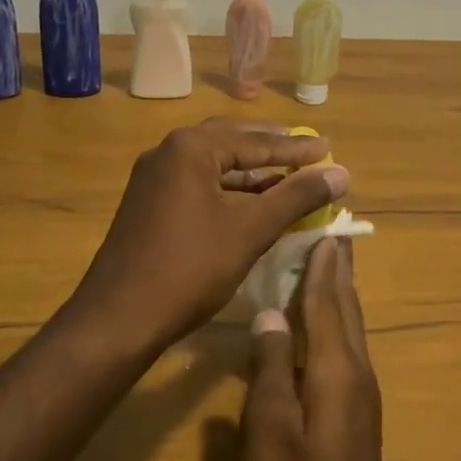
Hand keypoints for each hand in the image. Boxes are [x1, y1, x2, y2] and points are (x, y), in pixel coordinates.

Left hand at [70, 119, 349, 345]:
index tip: (329, 148)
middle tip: (307, 152)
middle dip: (271, 150)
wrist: (119, 319)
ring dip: (251, 172)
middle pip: (231, 142)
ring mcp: (154, 179)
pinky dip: (229, 190)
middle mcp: (168, 153)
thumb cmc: (189, 268)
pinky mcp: (148, 204)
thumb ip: (296, 197)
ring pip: (214, 165)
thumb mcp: (250, 230)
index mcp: (190, 148)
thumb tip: (342, 173)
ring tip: (288, 179)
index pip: (255, 142)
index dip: (296, 149)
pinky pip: (198, 184)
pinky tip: (252, 205)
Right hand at [241, 237, 405, 460]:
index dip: (324, 264)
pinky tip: (319, 331)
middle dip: (339, 271)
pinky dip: (334, 326)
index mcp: (337, 370)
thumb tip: (270, 311)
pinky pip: (346, 353)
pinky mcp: (356, 420)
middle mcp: (357, 375)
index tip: (323, 226)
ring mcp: (361, 400)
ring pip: (350, 331)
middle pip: (348, 310)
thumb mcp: (268, 433)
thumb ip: (269, 367)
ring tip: (325, 268)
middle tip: (330, 234)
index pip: (329, 301)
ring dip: (339, 296)